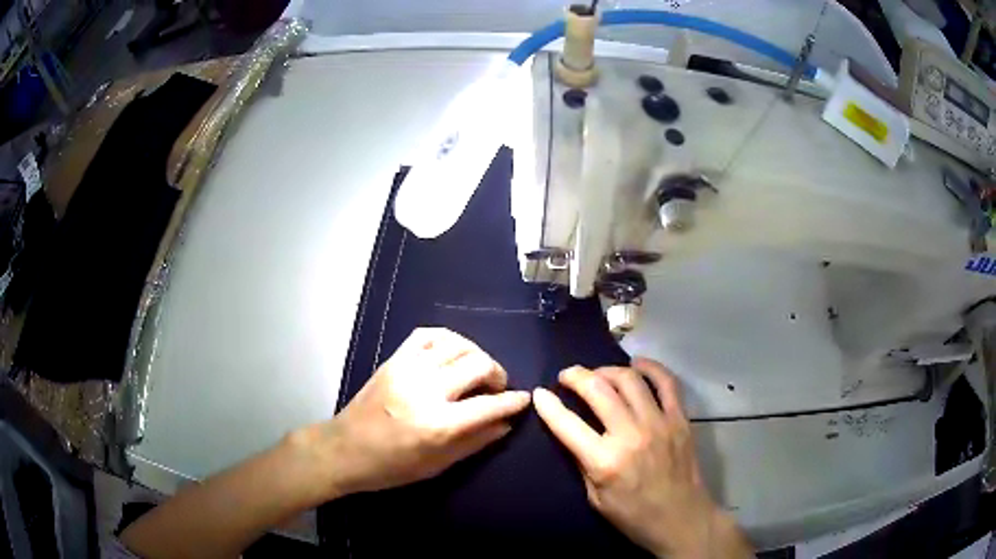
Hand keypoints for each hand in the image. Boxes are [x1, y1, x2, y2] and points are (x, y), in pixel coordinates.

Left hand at [312, 327, 530, 496]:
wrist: (344, 449)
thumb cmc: (392, 467)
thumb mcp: (438, 465)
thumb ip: (475, 442)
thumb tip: (506, 423)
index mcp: (438, 424)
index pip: (489, 405)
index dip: (513, 401)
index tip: (523, 399)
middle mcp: (425, 390)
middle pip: (477, 364)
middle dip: (497, 374)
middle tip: (497, 388)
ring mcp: (407, 369)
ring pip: (457, 344)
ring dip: (476, 354)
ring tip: (477, 370)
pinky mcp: (394, 359)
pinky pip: (427, 334)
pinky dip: (448, 339)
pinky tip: (453, 352)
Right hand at [533, 358, 751, 557]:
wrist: (681, 519)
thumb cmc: (634, 516)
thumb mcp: (595, 498)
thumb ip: (583, 462)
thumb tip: (571, 432)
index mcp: (604, 461)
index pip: (567, 423)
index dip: (548, 405)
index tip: (539, 393)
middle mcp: (630, 435)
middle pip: (598, 390)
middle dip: (576, 376)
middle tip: (567, 376)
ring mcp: (659, 423)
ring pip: (629, 379)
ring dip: (607, 370)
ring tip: (598, 374)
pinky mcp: (680, 419)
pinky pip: (666, 382)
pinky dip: (650, 367)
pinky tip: (637, 364)